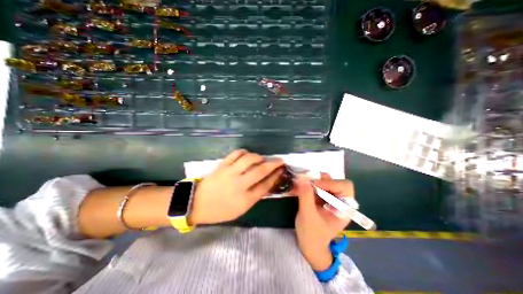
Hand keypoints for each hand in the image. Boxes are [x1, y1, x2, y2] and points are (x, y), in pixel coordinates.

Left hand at [188, 151, 283, 225]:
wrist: (197, 204)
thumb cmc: (221, 210)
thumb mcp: (241, 209)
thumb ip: (255, 195)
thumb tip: (268, 183)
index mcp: (245, 199)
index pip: (265, 185)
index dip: (275, 176)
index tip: (281, 170)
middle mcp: (239, 184)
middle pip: (261, 170)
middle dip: (273, 164)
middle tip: (279, 160)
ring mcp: (230, 172)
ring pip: (249, 159)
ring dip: (258, 157)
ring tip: (261, 159)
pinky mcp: (222, 165)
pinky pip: (236, 153)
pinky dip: (244, 152)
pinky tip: (247, 155)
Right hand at [294, 173, 355, 270]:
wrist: (309, 245)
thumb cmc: (311, 234)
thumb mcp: (307, 215)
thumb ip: (306, 196)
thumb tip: (302, 177)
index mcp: (344, 209)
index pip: (345, 187)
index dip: (331, 183)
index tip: (314, 185)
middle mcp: (340, 202)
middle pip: (336, 182)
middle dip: (322, 181)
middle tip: (308, 183)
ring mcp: (331, 199)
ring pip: (326, 181)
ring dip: (314, 181)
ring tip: (303, 185)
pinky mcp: (323, 198)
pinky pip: (318, 186)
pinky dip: (309, 184)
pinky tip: (301, 188)